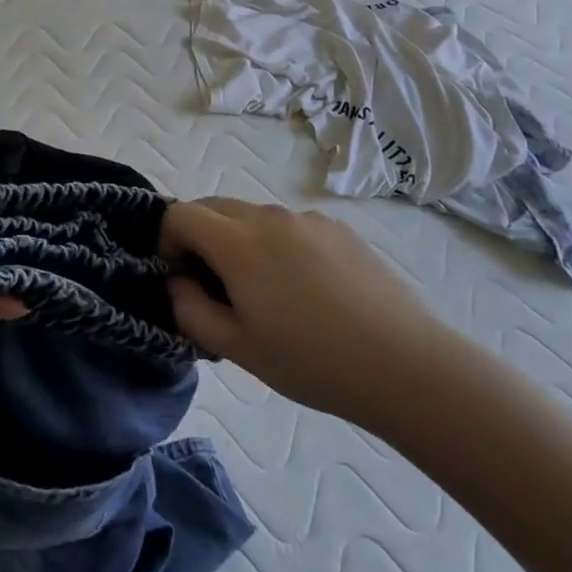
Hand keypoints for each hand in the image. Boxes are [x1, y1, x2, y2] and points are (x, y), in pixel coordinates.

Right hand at [164, 198, 458, 432]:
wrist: (405, 365)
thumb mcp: (237, 348)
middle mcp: (268, 216)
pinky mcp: (338, 228)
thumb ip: (190, 310)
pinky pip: (289, 225)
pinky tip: (307, 290)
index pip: (179, 214)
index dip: (167, 241)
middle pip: (213, 206)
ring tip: (266, 292)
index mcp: (237, 242)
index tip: (181, 277)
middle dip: (199, 237)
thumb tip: (178, 282)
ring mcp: (307, 219)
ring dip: (239, 240)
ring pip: (252, 215)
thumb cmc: (311, 361)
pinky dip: (277, 244)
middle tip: (215, 285)